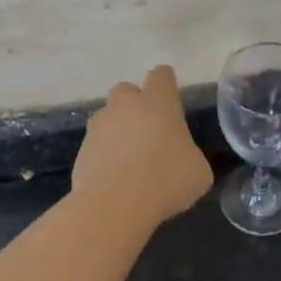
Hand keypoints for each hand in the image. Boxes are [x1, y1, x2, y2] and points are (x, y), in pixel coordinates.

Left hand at [72, 65, 212, 227]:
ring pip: (108, 118)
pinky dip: (104, 156)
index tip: (171, 98)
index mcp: (158, 102)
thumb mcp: (199, 171)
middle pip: (127, 90)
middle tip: (148, 130)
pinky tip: (115, 179)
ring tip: (130, 160)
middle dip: (135, 104)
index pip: (162, 75)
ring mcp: (99, 126)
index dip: (166, 84)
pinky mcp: (81, 150)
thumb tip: (184, 159)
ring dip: (117, 131)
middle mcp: (125, 105)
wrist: (115, 205)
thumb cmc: (166, 180)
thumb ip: (190, 155)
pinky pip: (96, 146)